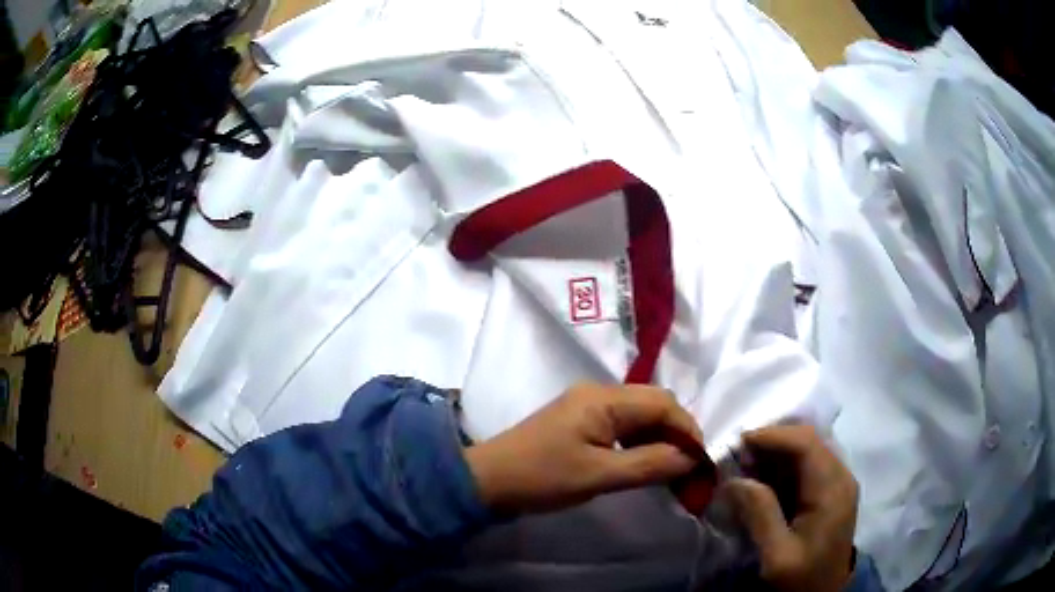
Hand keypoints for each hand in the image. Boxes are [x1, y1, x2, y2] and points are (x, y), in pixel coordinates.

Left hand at [465, 383, 705, 513]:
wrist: (489, 480)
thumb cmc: (542, 477)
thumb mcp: (599, 476)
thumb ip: (649, 464)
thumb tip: (691, 458)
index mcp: (604, 399)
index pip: (663, 403)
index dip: (687, 430)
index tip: (700, 461)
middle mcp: (599, 392)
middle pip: (654, 404)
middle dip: (676, 433)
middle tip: (688, 467)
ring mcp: (587, 405)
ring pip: (639, 414)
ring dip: (659, 437)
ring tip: (671, 469)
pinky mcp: (579, 420)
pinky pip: (621, 424)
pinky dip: (639, 441)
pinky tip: (644, 462)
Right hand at [725, 425, 858, 591]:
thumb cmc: (801, 579)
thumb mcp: (776, 556)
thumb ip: (760, 515)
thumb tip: (735, 480)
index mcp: (832, 489)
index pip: (806, 444)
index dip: (772, 436)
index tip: (738, 443)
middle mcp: (840, 476)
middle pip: (808, 440)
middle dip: (772, 441)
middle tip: (738, 456)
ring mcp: (838, 482)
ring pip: (808, 449)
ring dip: (776, 452)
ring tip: (746, 466)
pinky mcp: (831, 491)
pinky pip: (807, 464)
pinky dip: (783, 465)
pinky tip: (763, 479)